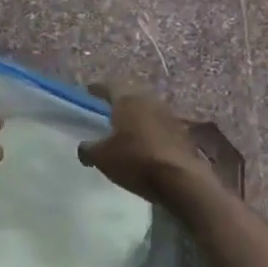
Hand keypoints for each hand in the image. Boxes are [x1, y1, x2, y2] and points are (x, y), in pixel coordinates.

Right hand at [77, 83, 213, 204]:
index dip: (97, 88)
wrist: (182, 180)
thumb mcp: (102, 157)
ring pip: (147, 111)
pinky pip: (160, 126)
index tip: (89, 90)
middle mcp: (149, 102)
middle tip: (108, 108)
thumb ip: (88, 149)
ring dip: (137, 117)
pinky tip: (145, 144)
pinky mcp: (183, 134)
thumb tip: (84, 148)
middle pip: (131, 96)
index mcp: (127, 101)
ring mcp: (169, 116)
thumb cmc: (135, 161)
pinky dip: (150, 131)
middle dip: (119, 102)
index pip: (109, 87)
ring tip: (126, 127)